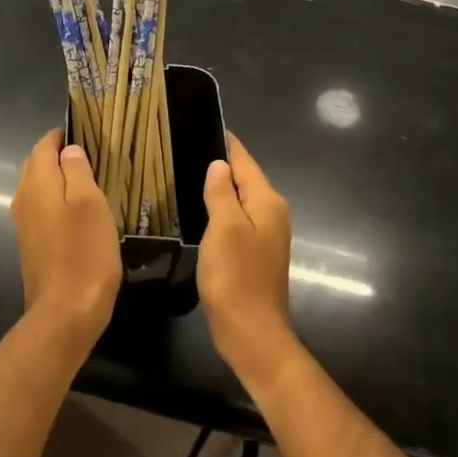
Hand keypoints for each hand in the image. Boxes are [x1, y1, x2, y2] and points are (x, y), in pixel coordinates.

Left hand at [10, 129, 121, 347]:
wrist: (65, 312)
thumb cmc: (84, 253)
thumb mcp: (90, 204)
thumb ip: (78, 171)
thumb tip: (68, 150)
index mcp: (37, 183)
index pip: (43, 146)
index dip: (61, 136)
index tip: (85, 133)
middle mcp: (23, 199)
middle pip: (37, 166)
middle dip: (58, 157)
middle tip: (91, 157)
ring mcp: (24, 224)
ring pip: (38, 189)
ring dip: (58, 181)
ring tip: (89, 182)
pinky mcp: (31, 245)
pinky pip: (41, 211)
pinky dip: (56, 203)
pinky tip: (78, 214)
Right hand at [197, 134, 297, 386]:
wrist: (252, 333)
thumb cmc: (236, 277)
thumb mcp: (224, 229)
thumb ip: (221, 193)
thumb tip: (219, 164)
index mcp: (267, 202)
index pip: (245, 160)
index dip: (226, 143)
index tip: (202, 123)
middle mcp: (272, 213)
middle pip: (244, 178)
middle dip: (220, 162)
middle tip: (185, 146)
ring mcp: (266, 235)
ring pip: (240, 199)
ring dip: (219, 187)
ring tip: (187, 172)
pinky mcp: (255, 253)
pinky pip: (237, 219)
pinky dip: (220, 209)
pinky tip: (199, 209)